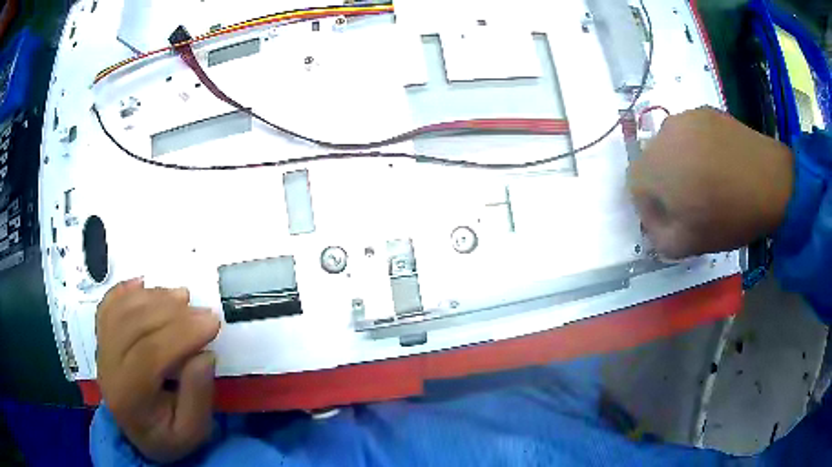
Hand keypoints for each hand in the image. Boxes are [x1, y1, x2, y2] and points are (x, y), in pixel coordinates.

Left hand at [96, 279, 221, 462]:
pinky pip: (108, 304)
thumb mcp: (193, 431)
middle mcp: (107, 368)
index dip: (181, 334)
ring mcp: (100, 348)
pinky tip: (144, 284)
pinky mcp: (101, 336)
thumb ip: (198, 397)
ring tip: (181, 296)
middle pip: (133, 326)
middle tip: (202, 310)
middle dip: (170, 312)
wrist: (138, 434)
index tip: (212, 322)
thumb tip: (204, 354)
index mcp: (128, 397)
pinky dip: (126, 289)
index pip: (149, 356)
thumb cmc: (168, 435)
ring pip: (121, 310)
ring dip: (152, 297)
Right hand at [628, 107, 793, 258]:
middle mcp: (664, 134)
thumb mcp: (688, 245)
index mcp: (656, 167)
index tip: (673, 220)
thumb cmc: (730, 216)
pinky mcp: (705, 110)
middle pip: (652, 162)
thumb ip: (658, 238)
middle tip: (692, 201)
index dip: (650, 207)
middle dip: (665, 184)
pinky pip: (690, 132)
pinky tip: (719, 163)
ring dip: (681, 164)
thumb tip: (654, 222)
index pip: (634, 186)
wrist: (771, 182)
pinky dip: (697, 148)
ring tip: (708, 180)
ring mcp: (686, 117)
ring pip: (670, 145)